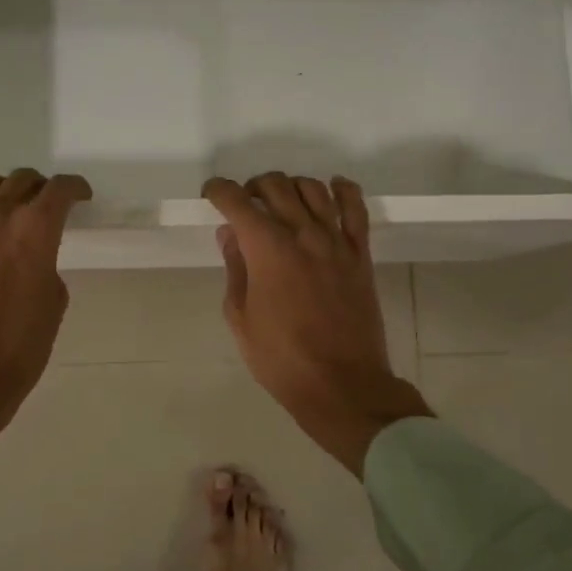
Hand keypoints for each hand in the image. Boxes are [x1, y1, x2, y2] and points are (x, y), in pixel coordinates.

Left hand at [0, 170, 91, 457]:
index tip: (80, 196)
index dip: (75, 188)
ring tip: (4, 201)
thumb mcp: (53, 305)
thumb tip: (32, 258)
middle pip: (21, 180)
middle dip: (39, 188)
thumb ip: (46, 267)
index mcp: (35, 232)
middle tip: (44, 204)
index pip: (59, 190)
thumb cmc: (18, 349)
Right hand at [204, 173, 432, 476]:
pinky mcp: (360, 254)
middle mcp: (302, 234)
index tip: (212, 194)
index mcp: (267, 249)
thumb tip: (231, 234)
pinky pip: (356, 209)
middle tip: (244, 205)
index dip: (219, 191)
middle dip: (253, 187)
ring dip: (291, 186)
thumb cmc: (281, 358)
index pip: (237, 201)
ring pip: (313, 189)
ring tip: (281, 201)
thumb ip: (236, 268)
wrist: (342, 384)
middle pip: (276, 186)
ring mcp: (336, 242)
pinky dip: (343, 190)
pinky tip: (332, 188)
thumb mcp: (241, 317)